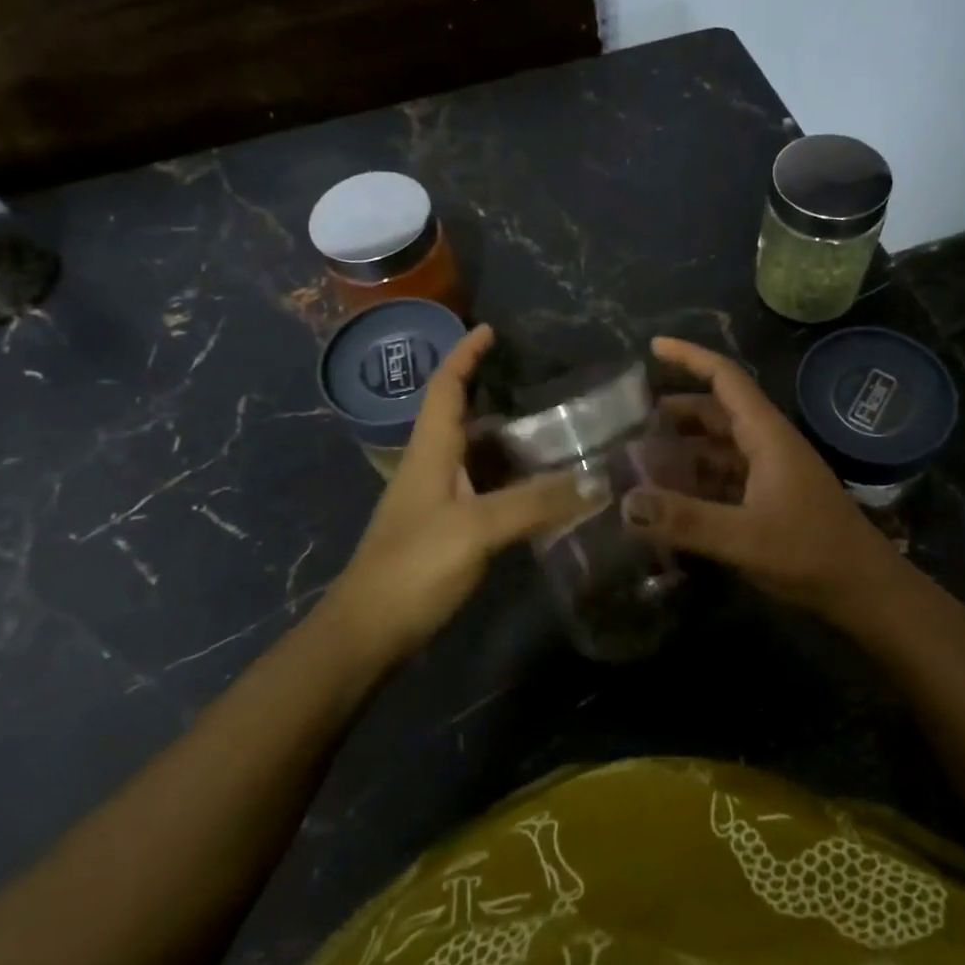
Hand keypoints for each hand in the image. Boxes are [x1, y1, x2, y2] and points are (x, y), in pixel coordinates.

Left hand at [331, 325, 599, 662]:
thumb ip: (536, 503)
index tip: (489, 330)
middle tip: (544, 388)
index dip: (464, 355)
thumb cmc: (413, 568)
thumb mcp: (477, 528)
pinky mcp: (443, 533)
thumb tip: (597, 481)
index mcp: (429, 451)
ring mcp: (434, 503)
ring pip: (474, 456)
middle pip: (460, 417)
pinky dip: (510, 481)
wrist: (366, 635)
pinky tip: (539, 491)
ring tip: (553, 433)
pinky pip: (482, 491)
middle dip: (494, 395)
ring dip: (507, 440)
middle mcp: (430, 468)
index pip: (444, 387)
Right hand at [619, 336, 904, 623]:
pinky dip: (696, 479)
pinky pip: (724, 476)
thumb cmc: (811, 553)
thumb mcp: (744, 538)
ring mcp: (771, 473)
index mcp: (766, 435)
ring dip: (683, 448)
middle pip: (716, 412)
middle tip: (630, 420)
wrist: (865, 591)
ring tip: (640, 459)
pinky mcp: (770, 499)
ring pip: (719, 447)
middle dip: (675, 411)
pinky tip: (671, 498)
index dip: (690, 357)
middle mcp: (767, 445)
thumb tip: (625, 503)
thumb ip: (685, 520)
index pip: (725, 378)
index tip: (653, 347)